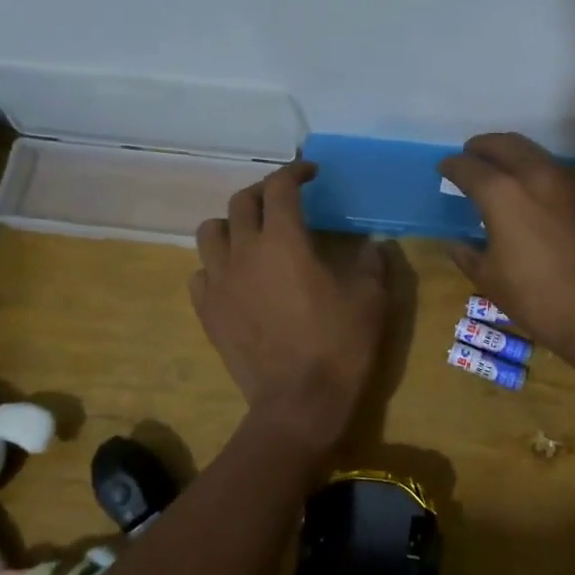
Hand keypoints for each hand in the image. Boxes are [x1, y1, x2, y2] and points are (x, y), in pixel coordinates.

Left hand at [190, 162, 389, 455]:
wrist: (298, 403)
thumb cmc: (339, 345)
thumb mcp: (371, 299)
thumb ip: (373, 263)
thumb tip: (374, 245)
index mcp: (284, 240)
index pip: (280, 186)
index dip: (295, 171)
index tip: (311, 173)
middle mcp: (244, 251)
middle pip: (241, 202)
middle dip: (264, 193)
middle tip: (285, 201)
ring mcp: (219, 282)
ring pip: (210, 232)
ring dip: (232, 225)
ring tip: (252, 236)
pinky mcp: (207, 311)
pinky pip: (201, 273)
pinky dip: (217, 265)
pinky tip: (237, 278)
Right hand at [438, 133, 574, 357]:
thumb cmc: (536, 298)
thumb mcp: (489, 279)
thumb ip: (467, 253)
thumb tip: (455, 242)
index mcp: (502, 194)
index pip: (468, 167)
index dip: (452, 166)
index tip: (444, 168)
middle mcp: (534, 176)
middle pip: (504, 144)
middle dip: (483, 146)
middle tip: (470, 155)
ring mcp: (566, 183)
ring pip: (533, 152)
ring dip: (512, 153)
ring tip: (498, 169)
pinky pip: (554, 170)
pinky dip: (535, 170)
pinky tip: (529, 189)